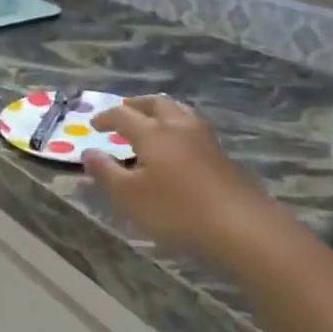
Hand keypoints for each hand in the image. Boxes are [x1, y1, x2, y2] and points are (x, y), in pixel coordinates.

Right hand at [82, 97, 276, 266]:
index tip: (94, 124)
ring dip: (162, 112)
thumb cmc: (177, 210)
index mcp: (153, 133)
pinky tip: (179, 146)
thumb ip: (106, 172)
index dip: (106, 117)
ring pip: (180, 113)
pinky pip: (194, 129)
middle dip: (137, 104)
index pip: (124, 115)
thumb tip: (90, 152)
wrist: (242, 227)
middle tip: (124, 110)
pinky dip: (179, 128)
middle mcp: (179, 127)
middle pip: (156, 104)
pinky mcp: (223, 157)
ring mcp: (205, 140)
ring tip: (152, 121)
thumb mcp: (129, 197)